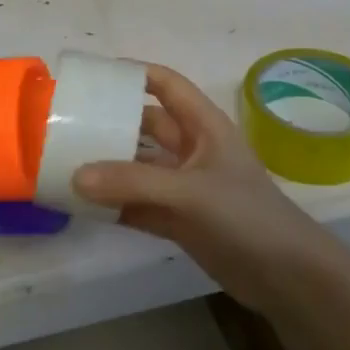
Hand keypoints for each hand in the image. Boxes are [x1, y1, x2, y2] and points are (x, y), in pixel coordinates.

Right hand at [72, 63, 341, 311]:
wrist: (286, 276)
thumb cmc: (246, 215)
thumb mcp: (189, 191)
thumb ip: (133, 183)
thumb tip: (76, 176)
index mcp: (203, 125)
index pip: (166, 85)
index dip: (134, 74)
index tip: (93, 76)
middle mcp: (191, 150)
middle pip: (145, 125)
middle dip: (111, 122)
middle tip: (67, 122)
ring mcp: (184, 186)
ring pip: (138, 168)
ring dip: (107, 167)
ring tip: (64, 162)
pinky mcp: (178, 220)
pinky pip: (137, 203)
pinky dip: (113, 203)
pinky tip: (81, 204)